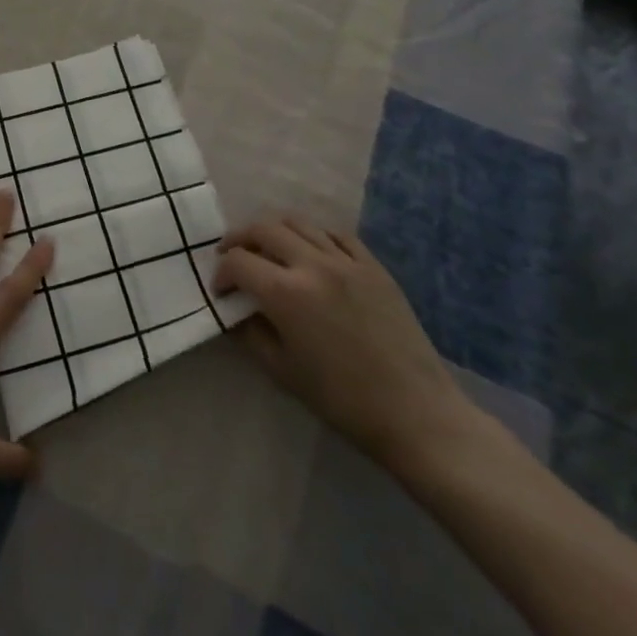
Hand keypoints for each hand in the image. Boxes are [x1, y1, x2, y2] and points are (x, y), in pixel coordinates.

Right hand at [214, 219, 479, 469]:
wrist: (415, 412)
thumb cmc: (342, 400)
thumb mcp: (282, 371)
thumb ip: (250, 333)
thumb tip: (234, 311)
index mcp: (286, 293)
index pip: (238, 262)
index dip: (221, 273)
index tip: (221, 291)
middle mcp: (312, 264)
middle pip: (263, 229)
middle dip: (239, 240)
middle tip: (232, 257)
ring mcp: (346, 261)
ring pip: (298, 223)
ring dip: (273, 231)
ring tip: (268, 249)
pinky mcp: (373, 266)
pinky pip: (335, 234)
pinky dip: (314, 236)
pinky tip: (311, 252)